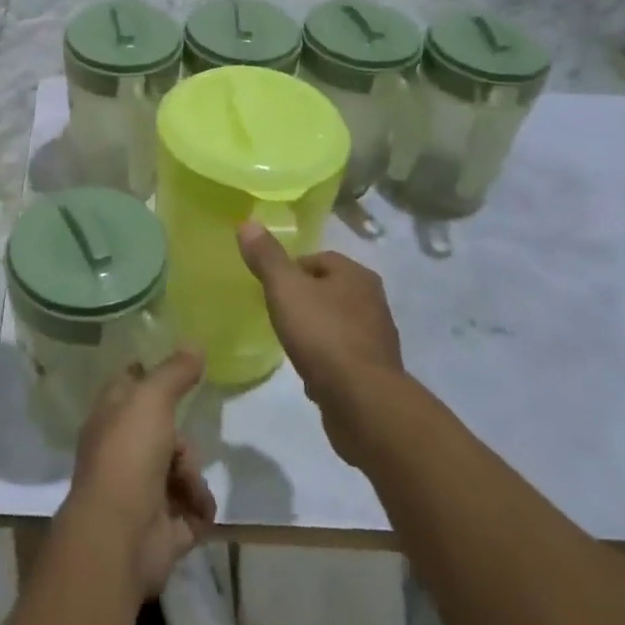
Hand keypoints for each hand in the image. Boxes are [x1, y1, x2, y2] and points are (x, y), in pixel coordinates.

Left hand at [67, 350, 215, 595]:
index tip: (177, 370)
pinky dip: (198, 509)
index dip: (149, 374)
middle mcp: (122, 451)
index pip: (129, 385)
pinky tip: (198, 512)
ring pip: (180, 471)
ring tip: (189, 489)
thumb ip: (174, 372)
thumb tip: (195, 343)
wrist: (119, 537)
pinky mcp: (160, 528)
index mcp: (110, 418)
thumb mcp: (151, 399)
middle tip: (181, 450)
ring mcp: (140, 491)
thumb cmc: (128, 456)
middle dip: (182, 442)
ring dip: (192, 478)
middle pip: (165, 433)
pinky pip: (192, 510)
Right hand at [237, 224, 403, 464]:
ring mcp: (377, 338)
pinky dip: (326, 361)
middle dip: (303, 301)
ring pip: (336, 324)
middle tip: (277, 315)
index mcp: (356, 275)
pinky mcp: (375, 372)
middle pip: (328, 291)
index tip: (270, 289)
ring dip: (315, 332)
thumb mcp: (286, 289)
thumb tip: (248, 223)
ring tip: (291, 344)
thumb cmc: (323, 335)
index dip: (290, 271)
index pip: (318, 259)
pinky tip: (310, 375)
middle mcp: (373, 301)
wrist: (362, 401)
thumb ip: (267, 257)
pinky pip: (343, 357)